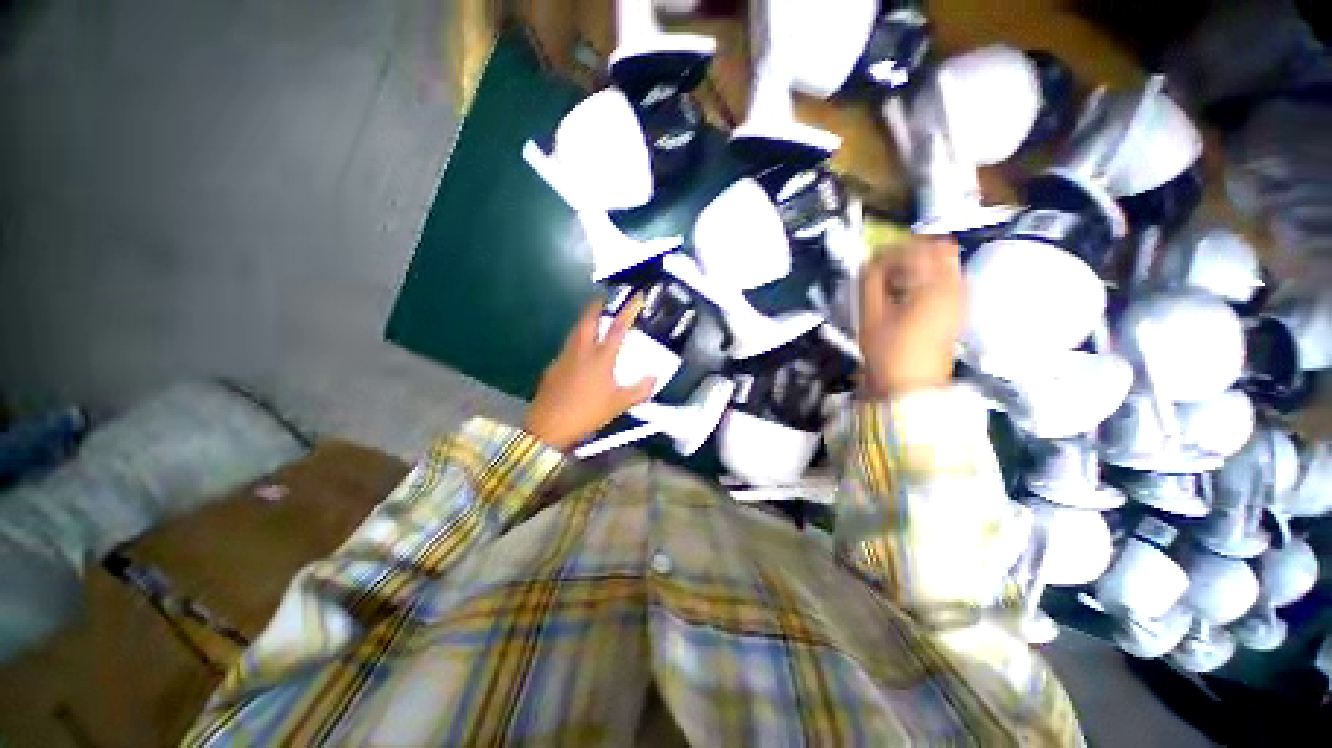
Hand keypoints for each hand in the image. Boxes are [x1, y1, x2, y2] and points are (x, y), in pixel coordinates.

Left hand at [524, 296, 656, 450]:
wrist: (549, 425)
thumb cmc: (588, 412)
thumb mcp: (619, 404)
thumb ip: (639, 390)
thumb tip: (654, 378)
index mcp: (601, 357)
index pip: (618, 328)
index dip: (629, 310)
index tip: (636, 296)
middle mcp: (583, 350)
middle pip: (589, 320)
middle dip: (597, 306)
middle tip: (604, 299)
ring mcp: (565, 356)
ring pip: (575, 330)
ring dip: (585, 321)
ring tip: (592, 319)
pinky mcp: (554, 366)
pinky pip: (567, 346)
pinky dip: (576, 340)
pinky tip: (578, 351)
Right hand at [859, 236, 963, 398]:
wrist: (911, 388)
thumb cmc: (889, 352)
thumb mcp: (870, 316)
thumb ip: (868, 282)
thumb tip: (868, 262)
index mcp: (935, 286)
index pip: (918, 247)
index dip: (891, 250)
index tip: (872, 262)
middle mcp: (955, 287)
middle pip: (940, 249)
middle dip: (910, 252)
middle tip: (886, 267)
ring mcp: (960, 300)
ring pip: (944, 264)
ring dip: (919, 265)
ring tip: (893, 283)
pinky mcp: (957, 312)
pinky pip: (946, 281)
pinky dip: (926, 279)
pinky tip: (906, 296)